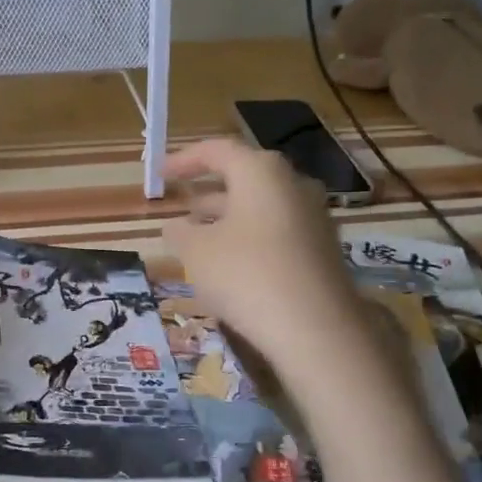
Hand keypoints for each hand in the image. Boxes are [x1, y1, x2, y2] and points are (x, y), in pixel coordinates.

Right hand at [162, 138, 359, 362]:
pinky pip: (277, 229)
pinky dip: (249, 235)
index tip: (159, 173)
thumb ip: (180, 232)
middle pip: (243, 175)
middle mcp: (293, 184)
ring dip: (227, 215)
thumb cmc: (246, 275)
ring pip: (260, 205)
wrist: (316, 330)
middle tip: (180, 202)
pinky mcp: (322, 249)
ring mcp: (314, 216)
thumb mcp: (196, 252)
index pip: (217, 150)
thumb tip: (175, 225)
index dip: (184, 160)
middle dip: (207, 188)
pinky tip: (230, 261)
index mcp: (261, 172)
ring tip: (197, 234)